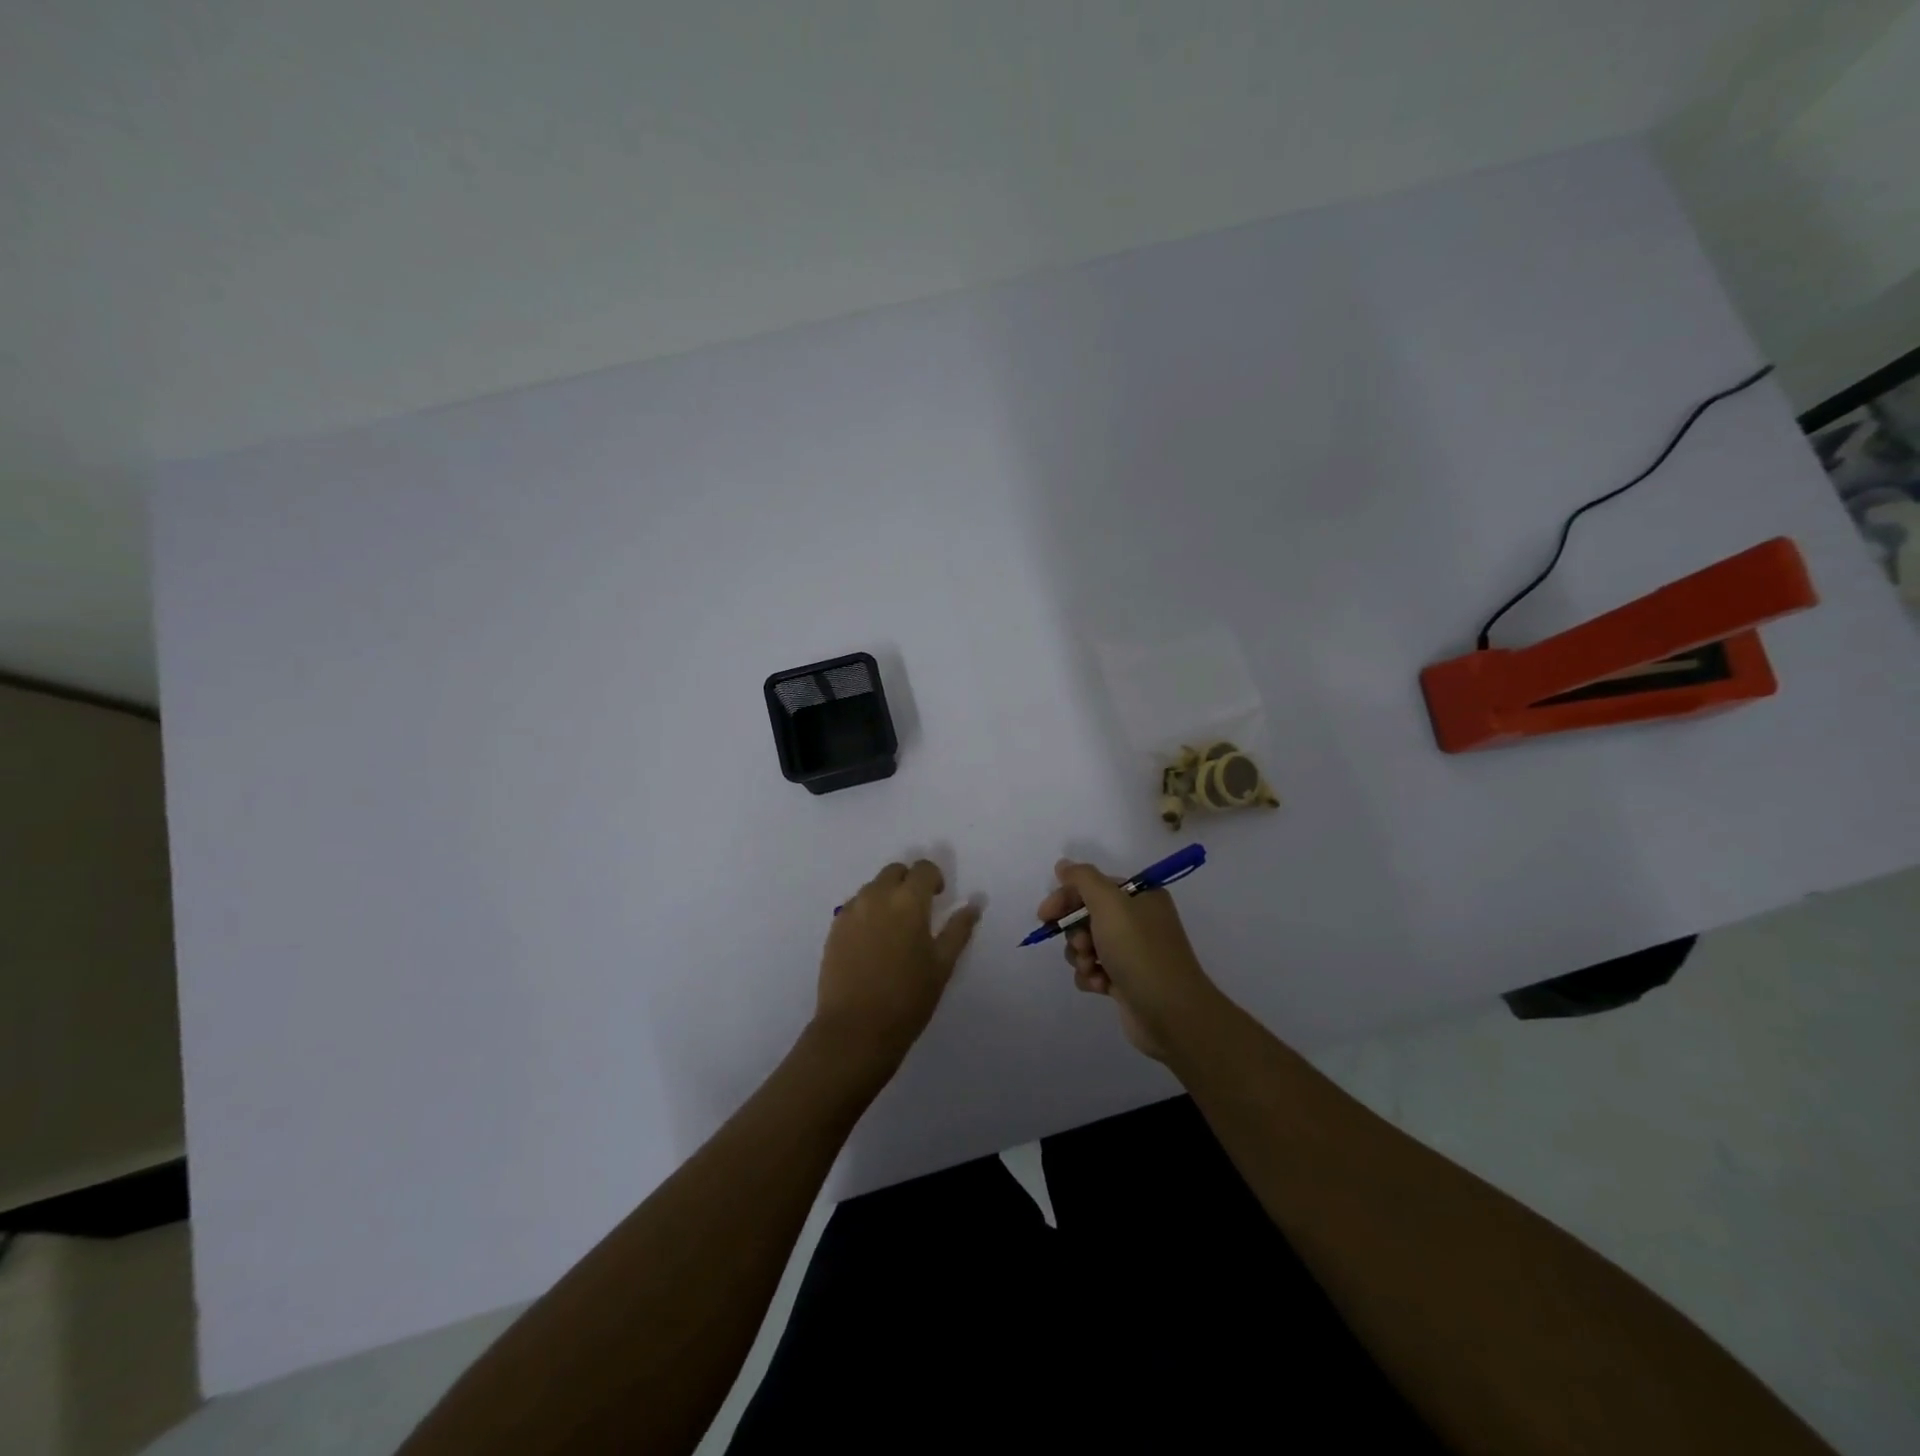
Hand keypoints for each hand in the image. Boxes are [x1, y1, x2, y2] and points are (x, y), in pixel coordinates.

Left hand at [814, 859, 979, 1072]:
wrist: (856, 1030)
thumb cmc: (908, 998)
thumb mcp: (942, 965)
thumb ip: (959, 929)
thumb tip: (974, 903)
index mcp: (908, 901)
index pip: (923, 869)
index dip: (934, 878)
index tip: (938, 898)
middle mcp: (877, 896)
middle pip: (895, 871)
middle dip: (909, 882)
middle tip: (918, 911)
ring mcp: (851, 911)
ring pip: (873, 887)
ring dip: (887, 895)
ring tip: (894, 930)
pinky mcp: (834, 928)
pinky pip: (855, 906)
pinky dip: (868, 912)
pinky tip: (873, 942)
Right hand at [1039, 859, 1218, 1060]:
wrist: (1171, 1013)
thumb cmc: (1139, 951)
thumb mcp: (1109, 904)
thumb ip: (1082, 879)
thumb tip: (1063, 865)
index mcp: (1141, 896)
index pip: (1093, 886)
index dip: (1066, 897)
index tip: (1045, 915)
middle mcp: (1139, 920)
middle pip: (1087, 915)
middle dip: (1076, 932)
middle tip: (1082, 946)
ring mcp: (1133, 952)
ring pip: (1087, 945)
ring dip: (1081, 957)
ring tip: (1092, 969)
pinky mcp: (1126, 980)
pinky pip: (1094, 970)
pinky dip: (1091, 977)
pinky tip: (1100, 986)